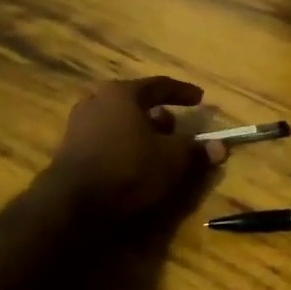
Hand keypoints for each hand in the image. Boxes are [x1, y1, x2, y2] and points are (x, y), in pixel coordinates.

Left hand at [43, 77, 225, 218]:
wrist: (72, 203)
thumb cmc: (128, 169)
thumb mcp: (172, 160)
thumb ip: (196, 150)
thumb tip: (221, 147)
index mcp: (122, 93)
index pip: (160, 85)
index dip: (183, 92)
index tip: (200, 99)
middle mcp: (97, 100)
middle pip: (136, 102)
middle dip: (160, 115)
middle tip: (176, 129)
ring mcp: (79, 124)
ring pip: (119, 121)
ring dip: (140, 132)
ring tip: (156, 150)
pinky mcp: (69, 149)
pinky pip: (106, 139)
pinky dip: (123, 146)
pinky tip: (133, 164)